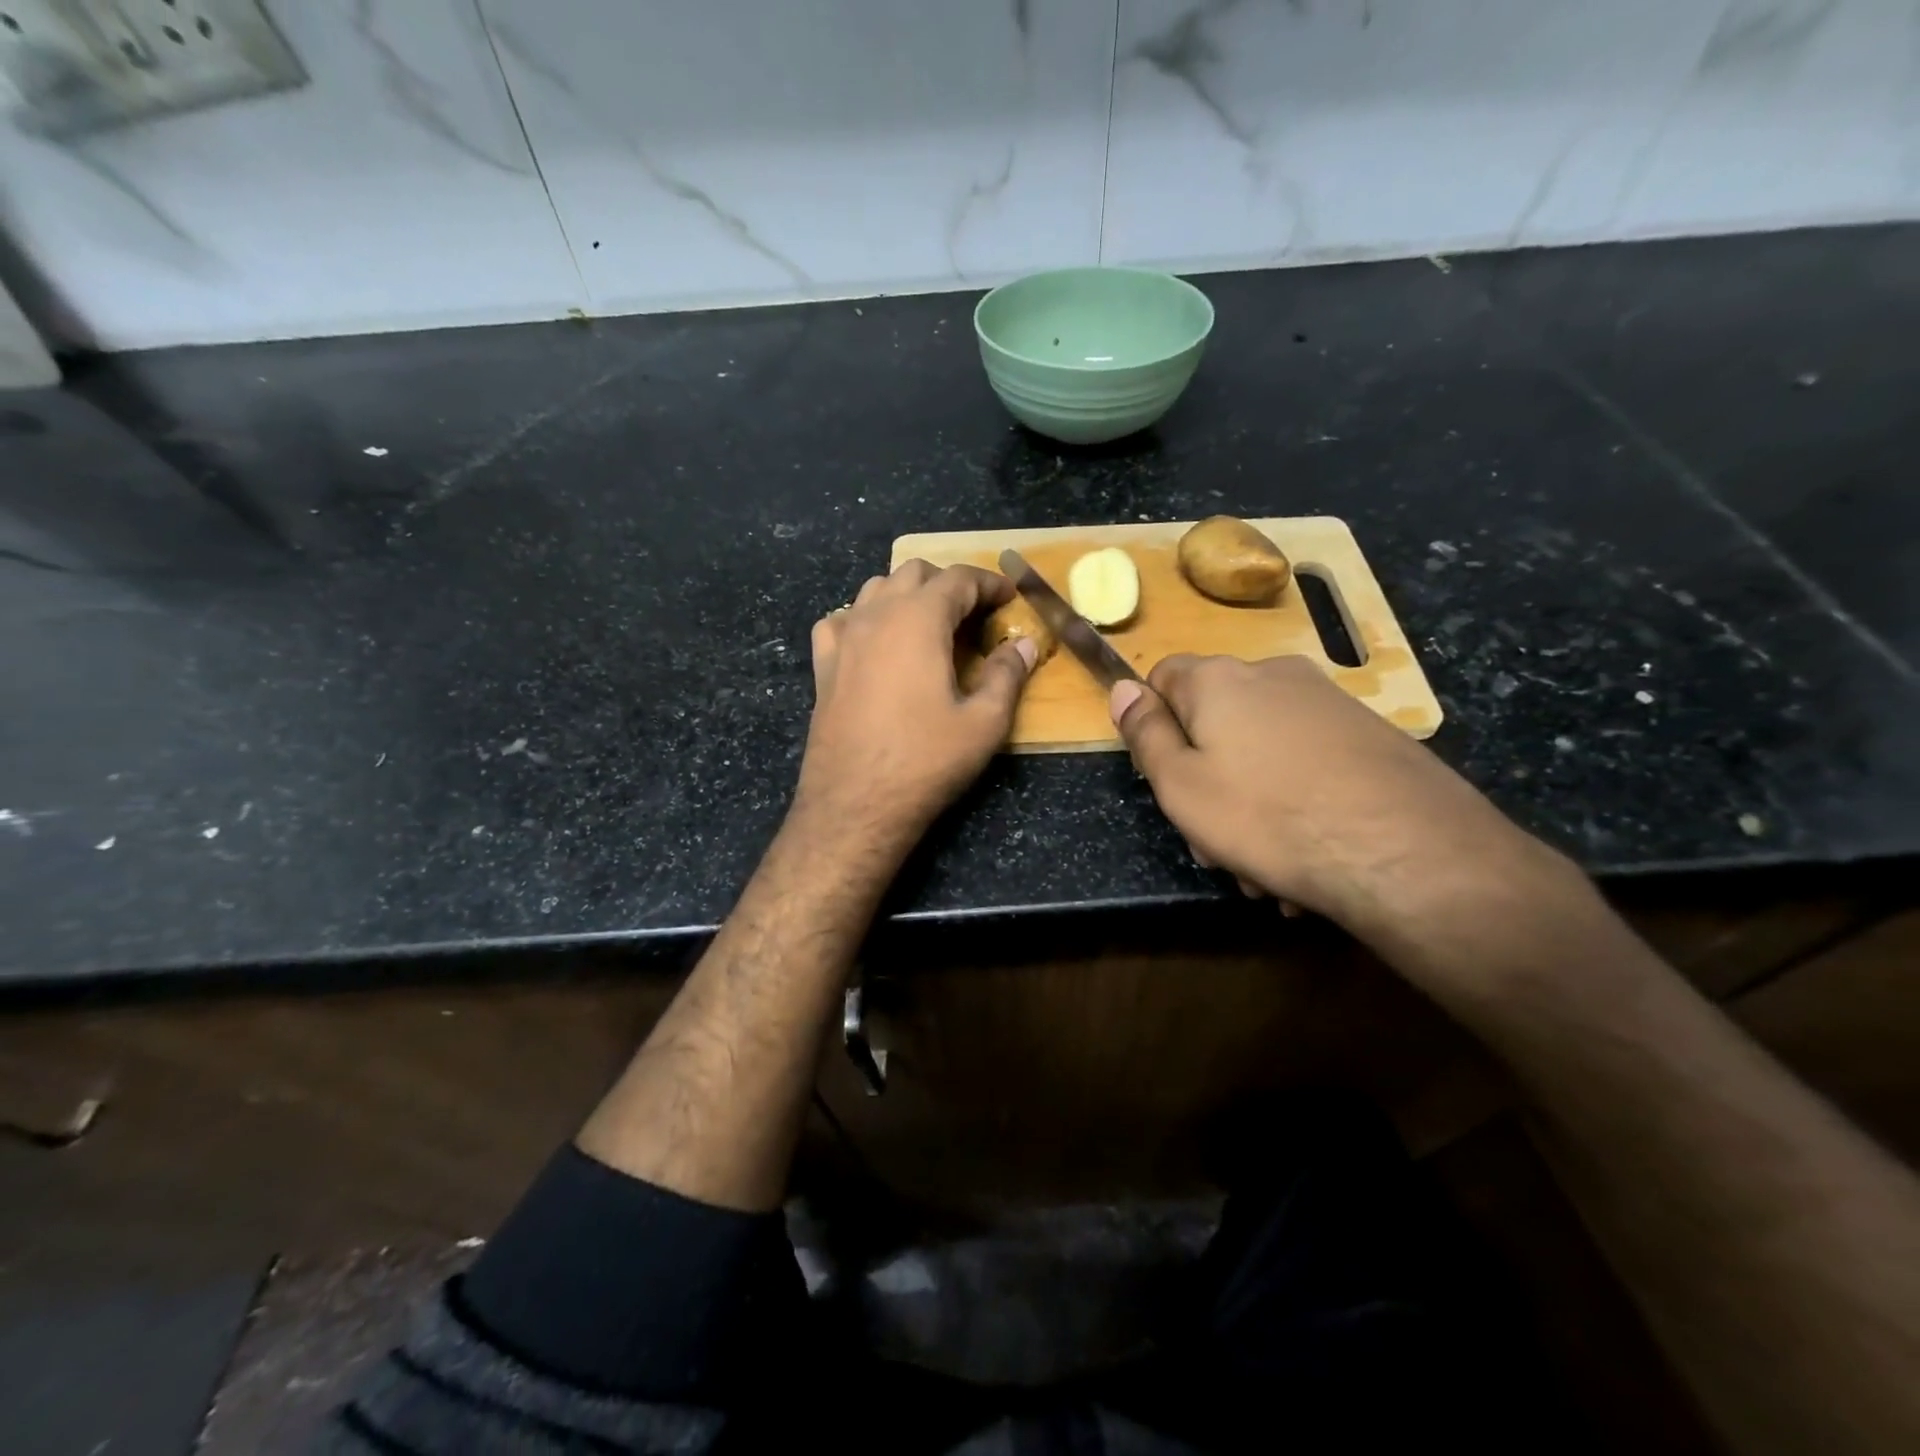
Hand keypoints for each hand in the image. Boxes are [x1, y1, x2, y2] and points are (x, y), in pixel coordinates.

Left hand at [794, 559, 1034, 857]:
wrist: (855, 804)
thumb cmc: (926, 761)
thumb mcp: (983, 723)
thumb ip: (1007, 675)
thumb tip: (1023, 644)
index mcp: (919, 619)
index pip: (958, 579)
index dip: (989, 583)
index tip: (1009, 597)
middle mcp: (876, 615)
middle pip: (914, 573)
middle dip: (949, 584)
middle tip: (975, 614)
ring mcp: (843, 638)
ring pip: (875, 589)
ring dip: (907, 594)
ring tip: (930, 624)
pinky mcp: (823, 665)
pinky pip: (842, 620)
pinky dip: (866, 618)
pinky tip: (876, 642)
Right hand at [1110, 654, 1572, 945]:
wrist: (1407, 851)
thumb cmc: (1268, 817)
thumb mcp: (1181, 785)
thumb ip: (1145, 734)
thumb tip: (1121, 688)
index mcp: (1220, 680)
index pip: (1163, 677)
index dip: (1154, 725)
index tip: (1165, 775)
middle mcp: (1274, 675)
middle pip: (1215, 718)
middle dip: (1205, 775)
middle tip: (1212, 839)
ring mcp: (1329, 702)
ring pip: (1261, 748)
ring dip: (1249, 799)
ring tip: (1264, 865)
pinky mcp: (1370, 735)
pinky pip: (1307, 763)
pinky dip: (1295, 799)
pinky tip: (1306, 853)